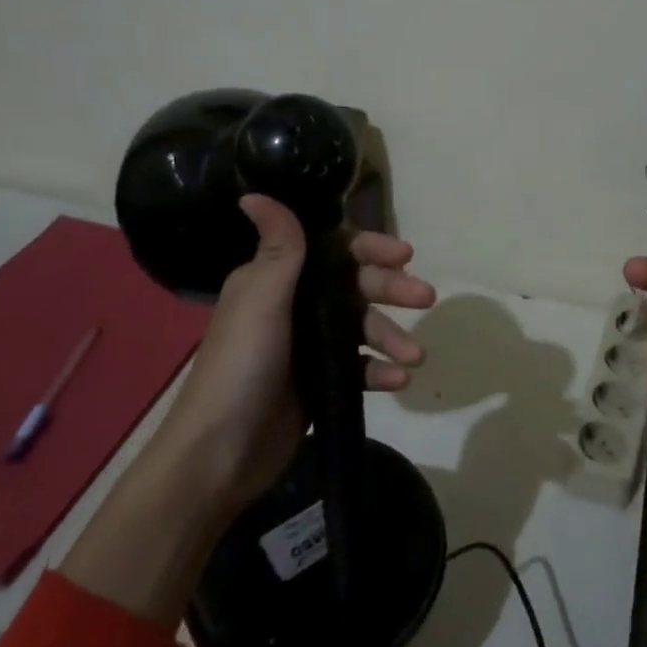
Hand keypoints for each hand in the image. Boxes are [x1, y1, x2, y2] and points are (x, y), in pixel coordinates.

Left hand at [160, 194, 437, 515]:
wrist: (220, 454)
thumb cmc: (241, 366)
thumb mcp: (261, 300)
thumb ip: (277, 248)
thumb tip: (254, 192)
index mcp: (276, 280)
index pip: (332, 250)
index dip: (370, 249)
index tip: (404, 255)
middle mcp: (294, 306)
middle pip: (354, 287)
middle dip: (391, 290)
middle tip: (426, 298)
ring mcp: (309, 346)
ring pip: (362, 328)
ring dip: (392, 337)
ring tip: (415, 356)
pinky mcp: (320, 382)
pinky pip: (359, 367)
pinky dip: (380, 371)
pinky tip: (399, 381)